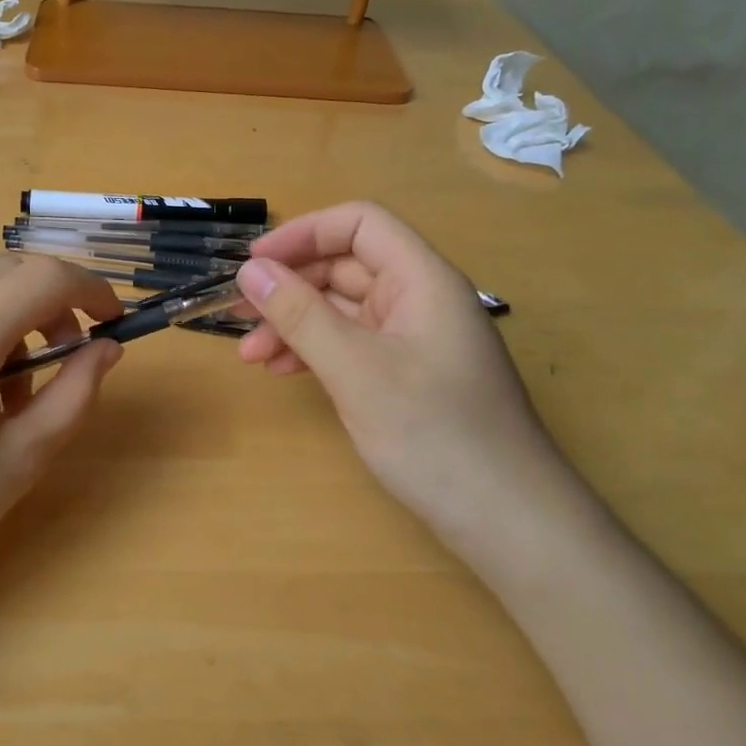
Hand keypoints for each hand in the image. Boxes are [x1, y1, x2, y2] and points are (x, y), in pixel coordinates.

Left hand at [0, 257, 124, 608]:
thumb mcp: (21, 458)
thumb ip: (74, 394)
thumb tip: (107, 349)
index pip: (42, 278)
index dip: (91, 290)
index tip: (117, 322)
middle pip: (10, 271)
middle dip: (56, 300)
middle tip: (75, 355)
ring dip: (19, 318)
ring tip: (22, 390)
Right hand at [235, 202, 597, 570]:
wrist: (507, 521)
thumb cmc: (435, 434)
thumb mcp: (356, 370)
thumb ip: (301, 315)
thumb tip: (250, 270)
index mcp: (422, 280)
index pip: (360, 224)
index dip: (304, 234)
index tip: (255, 264)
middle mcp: (419, 299)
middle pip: (345, 266)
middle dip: (289, 286)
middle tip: (238, 313)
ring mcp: (414, 339)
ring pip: (343, 309)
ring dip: (294, 323)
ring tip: (251, 354)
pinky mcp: (407, 375)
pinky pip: (351, 345)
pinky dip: (314, 351)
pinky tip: (283, 371)